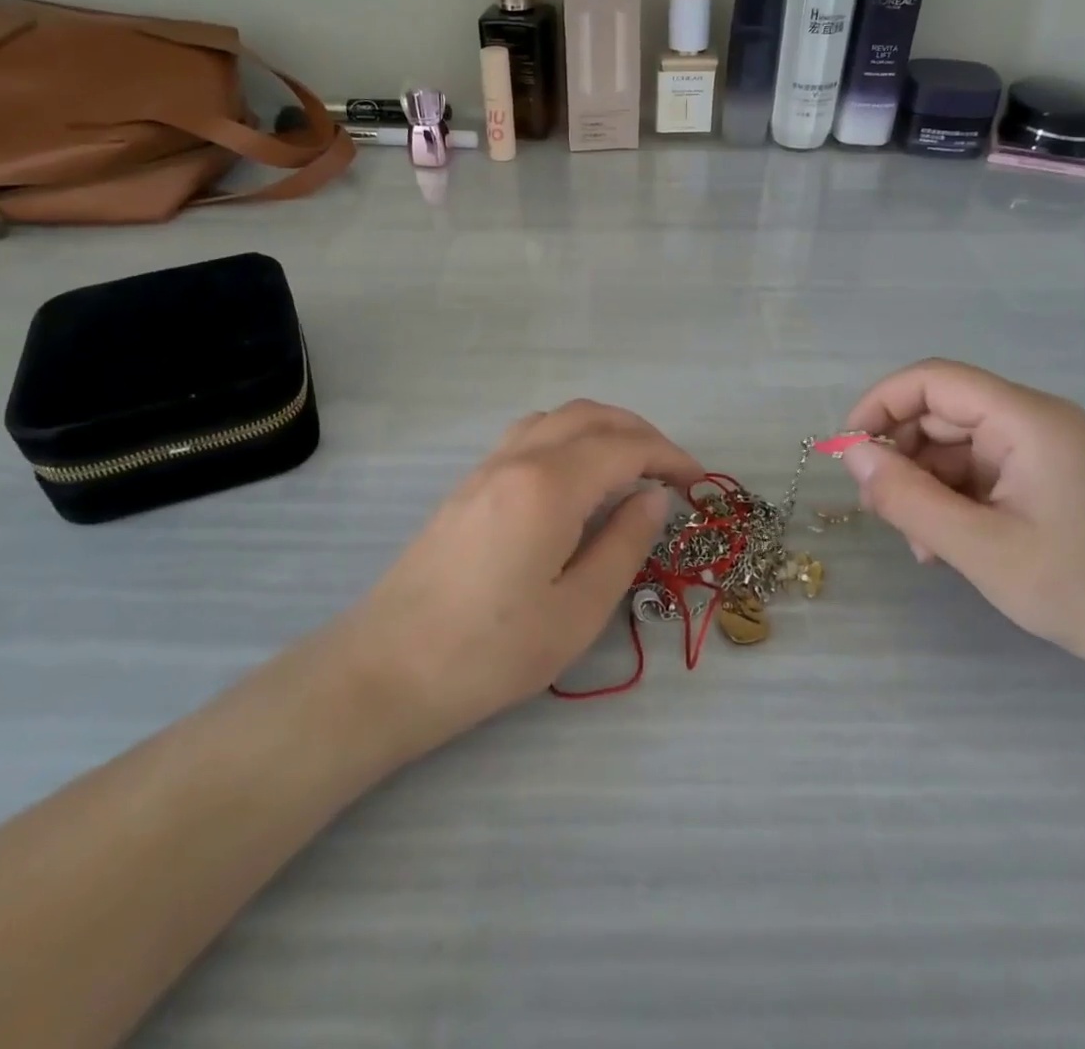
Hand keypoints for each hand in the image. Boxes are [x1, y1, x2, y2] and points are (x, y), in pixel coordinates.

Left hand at [343, 401, 702, 751]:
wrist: (387, 668)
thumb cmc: (491, 651)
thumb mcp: (577, 610)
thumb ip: (624, 544)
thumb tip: (652, 498)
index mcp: (550, 485)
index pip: (624, 447)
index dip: (669, 457)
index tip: (697, 483)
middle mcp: (517, 458)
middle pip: (590, 416)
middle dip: (639, 433)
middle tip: (671, 471)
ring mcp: (486, 467)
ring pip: (555, 418)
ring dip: (600, 428)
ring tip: (628, 467)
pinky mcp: (467, 485)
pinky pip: (528, 435)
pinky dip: (567, 437)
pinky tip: (575, 480)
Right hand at [841, 359, 1084, 669]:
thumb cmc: (1080, 589)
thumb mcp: (977, 546)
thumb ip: (906, 496)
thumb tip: (852, 454)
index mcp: (1027, 419)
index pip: (933, 380)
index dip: (880, 404)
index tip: (849, 451)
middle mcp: (1034, 420)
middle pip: (941, 412)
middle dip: (901, 455)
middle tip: (879, 508)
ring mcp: (1040, 449)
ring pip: (953, 445)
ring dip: (923, 484)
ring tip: (918, 542)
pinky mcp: (1042, 477)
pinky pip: (976, 471)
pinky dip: (948, 499)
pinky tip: (942, 545)